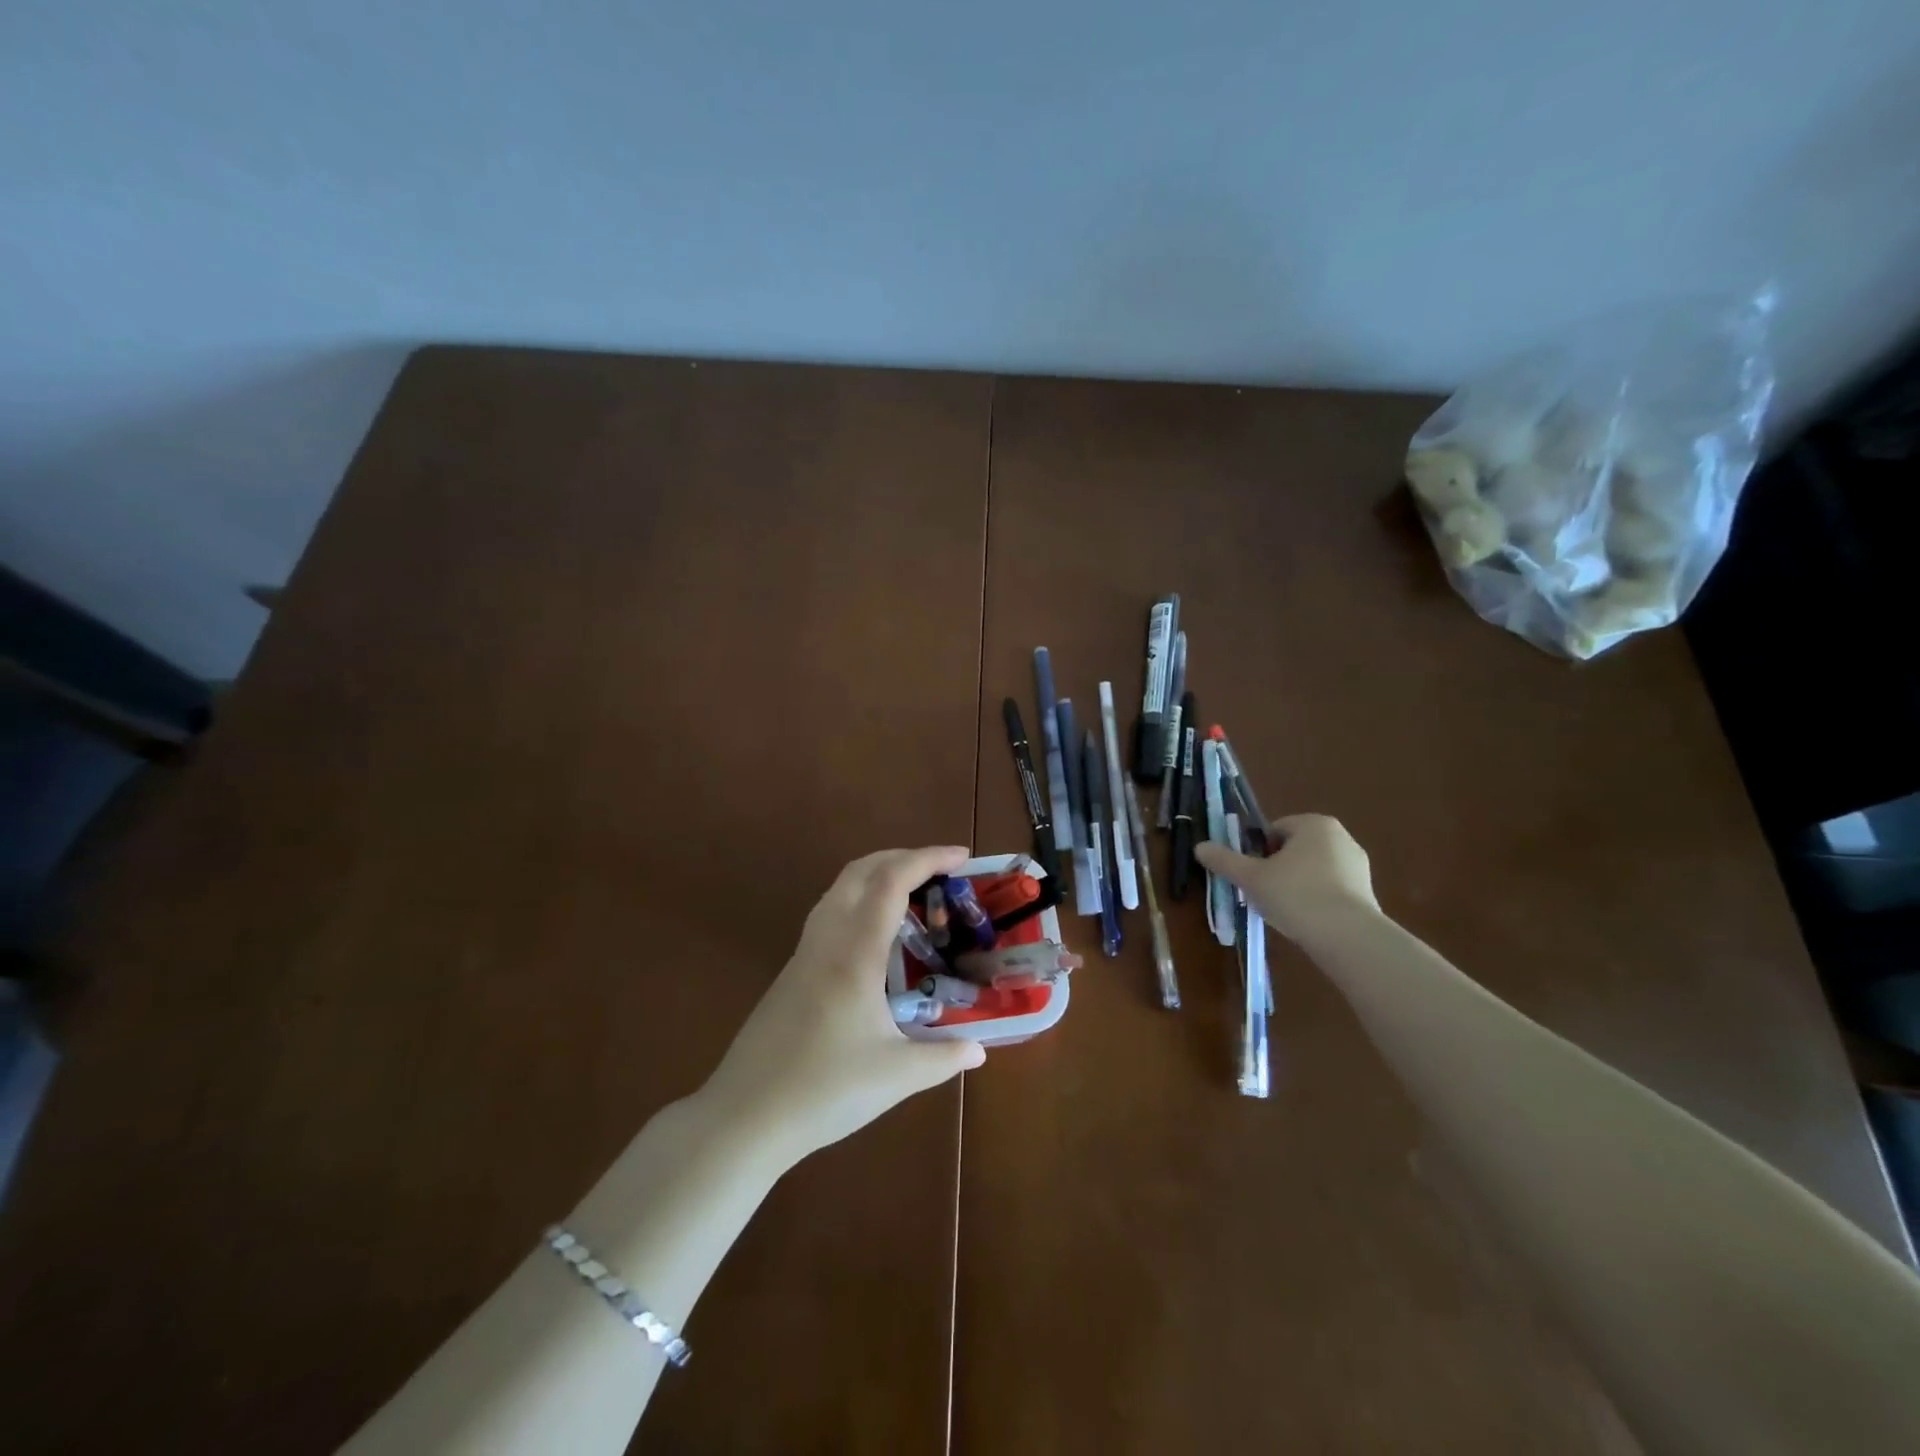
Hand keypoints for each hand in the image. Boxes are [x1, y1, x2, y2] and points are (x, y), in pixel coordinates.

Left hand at [698, 846, 985, 1163]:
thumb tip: (978, 1049)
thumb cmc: (824, 1091)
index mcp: (855, 954)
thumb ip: (943, 1058)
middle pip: (861, 870)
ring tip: (912, 893)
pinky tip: (876, 936)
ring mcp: (804, 953)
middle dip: (902, 857)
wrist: (744, 1116)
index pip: (891, 882)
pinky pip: (828, 912)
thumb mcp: (896, 1076)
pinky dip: (859, 900)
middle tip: (941, 869)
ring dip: (876, 874)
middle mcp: (827, 940)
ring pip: (839, 888)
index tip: (961, 857)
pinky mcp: (792, 971)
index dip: (927, 859)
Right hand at [1194, 813, 1379, 939]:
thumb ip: (1224, 860)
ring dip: (1297, 885)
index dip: (1257, 852)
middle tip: (1264, 893)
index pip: (1274, 830)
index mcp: (1313, 824)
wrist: (1348, 937)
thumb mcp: (1251, 877)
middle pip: (1294, 849)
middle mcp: (1340, 837)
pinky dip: (1317, 900)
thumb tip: (1199, 847)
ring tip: (1285, 910)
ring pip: (1313, 870)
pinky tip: (1307, 920)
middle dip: (1277, 868)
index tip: (1252, 876)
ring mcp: (1358, 865)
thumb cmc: (1295, 895)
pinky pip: (1331, 889)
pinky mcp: (1367, 892)